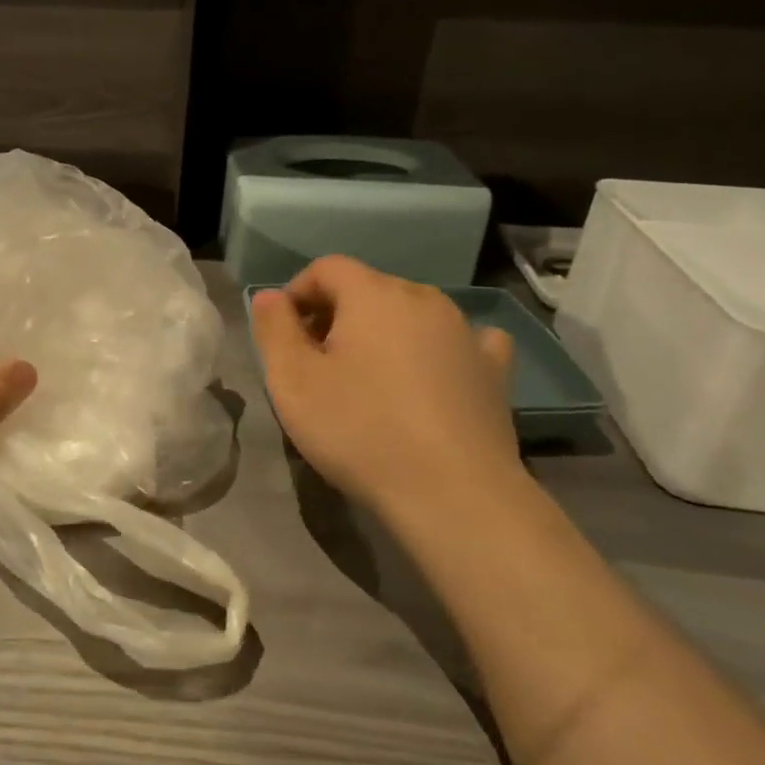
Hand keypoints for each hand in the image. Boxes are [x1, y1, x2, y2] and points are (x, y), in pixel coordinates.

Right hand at [250, 256, 521, 510]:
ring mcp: (466, 333)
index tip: (283, 335)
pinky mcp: (494, 371)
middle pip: (368, 288)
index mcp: (373, 294)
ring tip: (366, 377)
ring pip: (411, 314)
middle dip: (335, 315)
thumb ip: (274, 328)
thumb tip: (270, 297)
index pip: (327, 268)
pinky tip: (434, 372)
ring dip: (381, 332)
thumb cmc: (359, 430)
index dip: (297, 293)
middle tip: (315, 363)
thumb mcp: (292, 380)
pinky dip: (438, 349)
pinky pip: (462, 341)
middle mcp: (424, 299)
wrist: (454, 495)